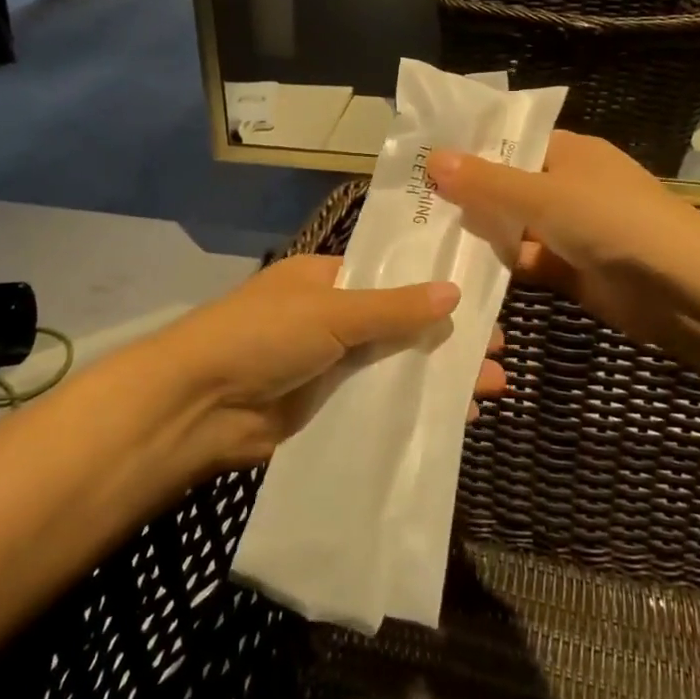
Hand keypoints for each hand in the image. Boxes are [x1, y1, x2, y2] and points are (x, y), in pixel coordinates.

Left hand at [139, 255, 509, 475]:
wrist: (199, 406)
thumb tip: (454, 293)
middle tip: (499, 352)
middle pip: (400, 326)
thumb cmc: (264, 336)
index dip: (435, 290)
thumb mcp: (332, 312)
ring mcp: (329, 365)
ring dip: (438, 376)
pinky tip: (453, 419)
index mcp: (326, 280)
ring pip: (394, 367)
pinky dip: (412, 408)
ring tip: (492, 389)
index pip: (391, 279)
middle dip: (447, 339)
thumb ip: (394, 308)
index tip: (482, 302)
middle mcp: (330, 319)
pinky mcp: (326, 408)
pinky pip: (378, 403)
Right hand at [429, 131, 699, 359]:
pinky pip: (526, 262)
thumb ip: (486, 183)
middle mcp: (569, 187)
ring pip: (514, 227)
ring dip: (481, 234)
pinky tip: (457, 271)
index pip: (510, 144)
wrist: (683, 290)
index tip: (421, 163)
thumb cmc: (612, 223)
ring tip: (420, 237)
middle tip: (409, 204)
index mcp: (569, 153)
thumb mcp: (542, 196)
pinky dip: (500, 267)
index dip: (470, 152)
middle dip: (468, 196)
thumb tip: (433, 158)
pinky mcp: (571, 270)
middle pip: (508, 187)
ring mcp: (571, 230)